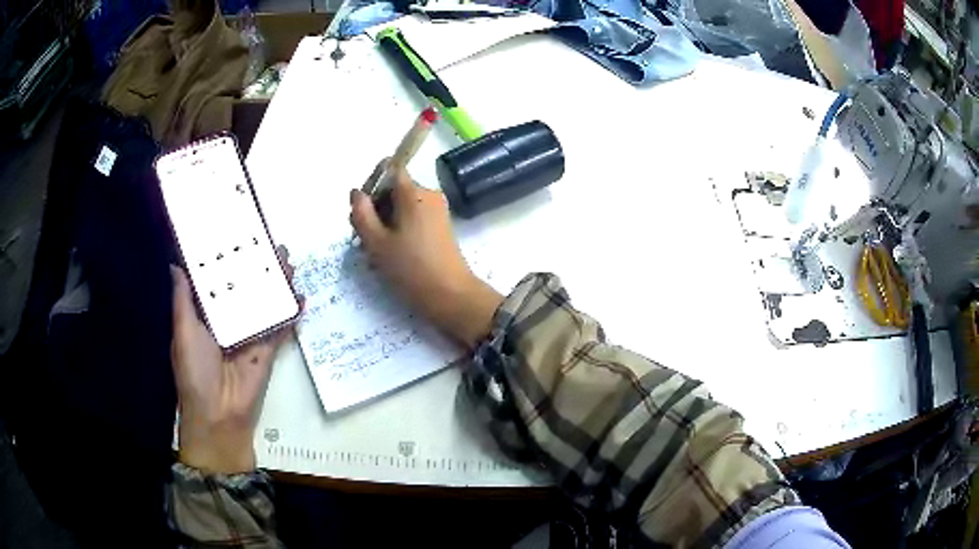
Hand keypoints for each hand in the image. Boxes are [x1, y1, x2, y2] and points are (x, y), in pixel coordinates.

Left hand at [170, 249, 294, 473]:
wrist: (218, 414)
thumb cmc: (194, 370)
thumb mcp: (183, 331)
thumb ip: (183, 299)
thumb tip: (175, 264)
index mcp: (206, 316)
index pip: (217, 282)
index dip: (226, 260)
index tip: (237, 235)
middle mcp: (229, 322)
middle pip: (245, 288)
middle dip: (257, 267)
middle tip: (270, 243)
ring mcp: (250, 335)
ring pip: (265, 303)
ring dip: (276, 284)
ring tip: (288, 261)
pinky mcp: (267, 350)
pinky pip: (280, 328)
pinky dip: (291, 313)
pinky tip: (300, 296)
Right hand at [350, 165, 502, 347]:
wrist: (452, 296)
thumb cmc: (411, 268)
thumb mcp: (376, 242)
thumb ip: (361, 213)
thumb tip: (356, 192)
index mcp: (414, 192)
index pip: (389, 169)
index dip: (372, 183)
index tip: (362, 208)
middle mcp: (429, 194)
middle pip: (395, 188)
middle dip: (376, 207)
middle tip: (364, 236)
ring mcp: (437, 210)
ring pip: (402, 205)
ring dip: (385, 221)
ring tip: (376, 250)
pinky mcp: (441, 226)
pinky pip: (413, 217)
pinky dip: (399, 229)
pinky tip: (391, 253)